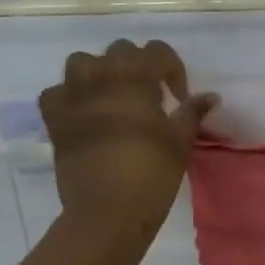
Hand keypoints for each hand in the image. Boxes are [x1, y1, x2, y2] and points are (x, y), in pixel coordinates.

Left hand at [39, 40, 219, 248]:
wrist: (106, 213)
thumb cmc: (150, 176)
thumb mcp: (180, 142)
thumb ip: (192, 113)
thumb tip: (210, 96)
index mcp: (135, 80)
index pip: (156, 51)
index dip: (173, 69)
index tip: (179, 98)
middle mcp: (100, 78)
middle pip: (120, 51)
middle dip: (138, 66)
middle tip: (150, 96)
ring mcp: (72, 97)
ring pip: (82, 62)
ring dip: (99, 72)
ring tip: (112, 96)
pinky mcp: (54, 119)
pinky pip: (55, 92)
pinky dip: (69, 97)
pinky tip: (83, 114)